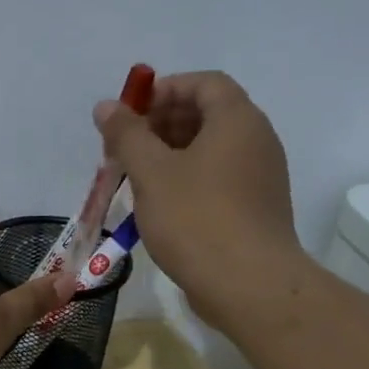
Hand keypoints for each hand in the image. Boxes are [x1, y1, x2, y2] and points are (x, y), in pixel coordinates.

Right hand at [93, 70, 306, 328]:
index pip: (205, 83)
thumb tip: (106, 106)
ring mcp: (261, 176)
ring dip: (172, 154)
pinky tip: (161, 205)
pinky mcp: (257, 208)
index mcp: (237, 120)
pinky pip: (220, 177)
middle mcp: (257, 140)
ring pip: (213, 149)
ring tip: (137, 177)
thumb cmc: (196, 219)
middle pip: (209, 114)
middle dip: (163, 123)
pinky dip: (189, 178)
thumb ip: (127, 135)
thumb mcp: (151, 173)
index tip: (131, 113)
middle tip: (126, 147)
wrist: (249, 285)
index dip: (165, 89)